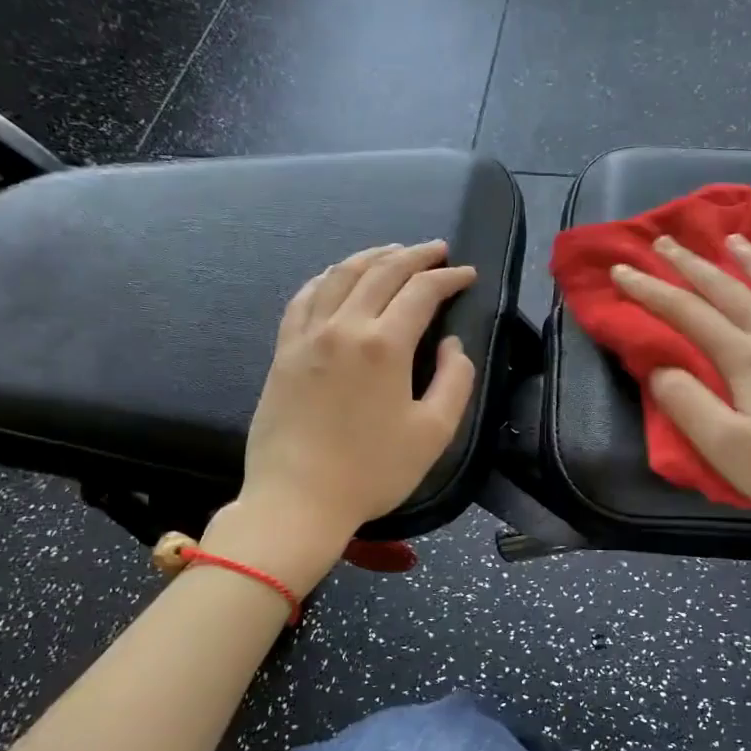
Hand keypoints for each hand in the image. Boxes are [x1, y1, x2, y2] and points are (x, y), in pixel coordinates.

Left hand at [238, 242, 476, 544]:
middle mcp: (344, 327)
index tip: (467, 274)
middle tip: (436, 250)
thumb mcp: (434, 432)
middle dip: (414, 255)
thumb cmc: (373, 471)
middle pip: (381, 272)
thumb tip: (451, 344)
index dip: (449, 277)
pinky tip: (337, 277)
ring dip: (371, 256)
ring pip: (340, 276)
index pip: (422, 292)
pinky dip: (328, 278)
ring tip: (392, 251)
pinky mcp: (284, 351)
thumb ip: (454, 380)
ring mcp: (307, 336)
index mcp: (384, 345)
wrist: (297, 500)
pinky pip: (305, 297)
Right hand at [613, 234, 750, 558]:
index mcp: (749, 359)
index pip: (688, 314)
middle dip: (691, 264)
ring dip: (750, 259)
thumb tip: (660, 366)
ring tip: (731, 240)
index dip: (651, 290)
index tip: (623, 270)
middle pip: (729, 289)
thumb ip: (688, 404)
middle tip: (665, 241)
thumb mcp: (729, 451)